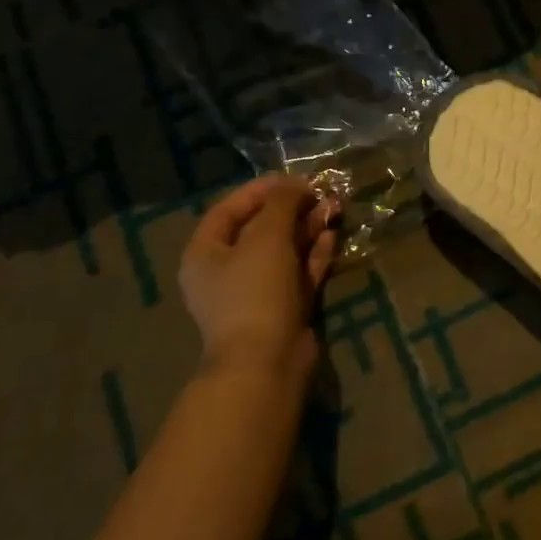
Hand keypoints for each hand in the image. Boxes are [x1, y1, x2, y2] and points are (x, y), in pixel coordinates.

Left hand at [178, 175, 336, 375]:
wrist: (267, 361)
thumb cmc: (255, 290)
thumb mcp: (267, 236)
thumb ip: (282, 203)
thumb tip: (297, 184)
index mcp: (206, 253)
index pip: (229, 209)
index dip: (261, 190)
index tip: (294, 178)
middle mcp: (227, 271)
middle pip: (260, 228)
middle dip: (291, 208)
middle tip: (321, 193)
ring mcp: (257, 291)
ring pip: (284, 250)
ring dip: (307, 228)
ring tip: (334, 208)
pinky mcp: (283, 307)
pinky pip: (299, 272)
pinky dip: (315, 254)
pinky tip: (332, 236)